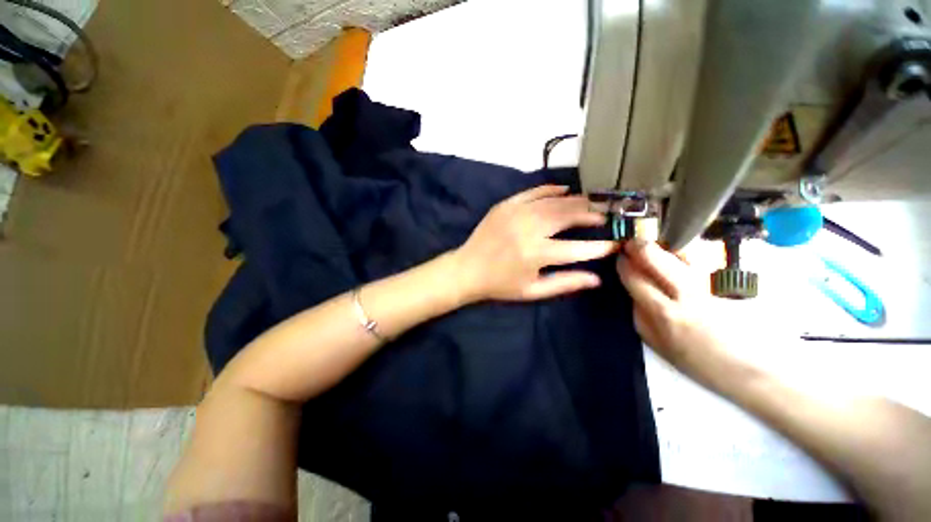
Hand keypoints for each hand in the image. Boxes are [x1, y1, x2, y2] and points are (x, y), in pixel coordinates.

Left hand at [453, 185, 617, 301]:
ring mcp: (516, 213)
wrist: (467, 269)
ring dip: (577, 200)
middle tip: (607, 214)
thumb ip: (565, 283)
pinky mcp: (506, 205)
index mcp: (536, 254)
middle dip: (592, 213)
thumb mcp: (532, 291)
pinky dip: (550, 189)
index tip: (616, 243)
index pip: (578, 248)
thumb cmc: (500, 285)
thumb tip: (596, 279)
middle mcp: (529, 229)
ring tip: (593, 202)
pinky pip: (533, 192)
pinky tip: (565, 190)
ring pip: (554, 201)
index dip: (600, 246)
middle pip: (569, 215)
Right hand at [616, 240, 739, 383]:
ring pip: (681, 255)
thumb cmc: (697, 362)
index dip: (624, 265)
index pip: (637, 279)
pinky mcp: (723, 284)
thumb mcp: (658, 344)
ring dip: (662, 246)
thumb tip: (631, 293)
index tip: (619, 258)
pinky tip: (676, 253)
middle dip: (640, 247)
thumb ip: (639, 316)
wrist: (746, 368)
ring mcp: (707, 286)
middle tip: (630, 243)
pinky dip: (683, 253)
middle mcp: (686, 294)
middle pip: (658, 260)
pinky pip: (698, 261)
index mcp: (665, 313)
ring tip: (651, 244)